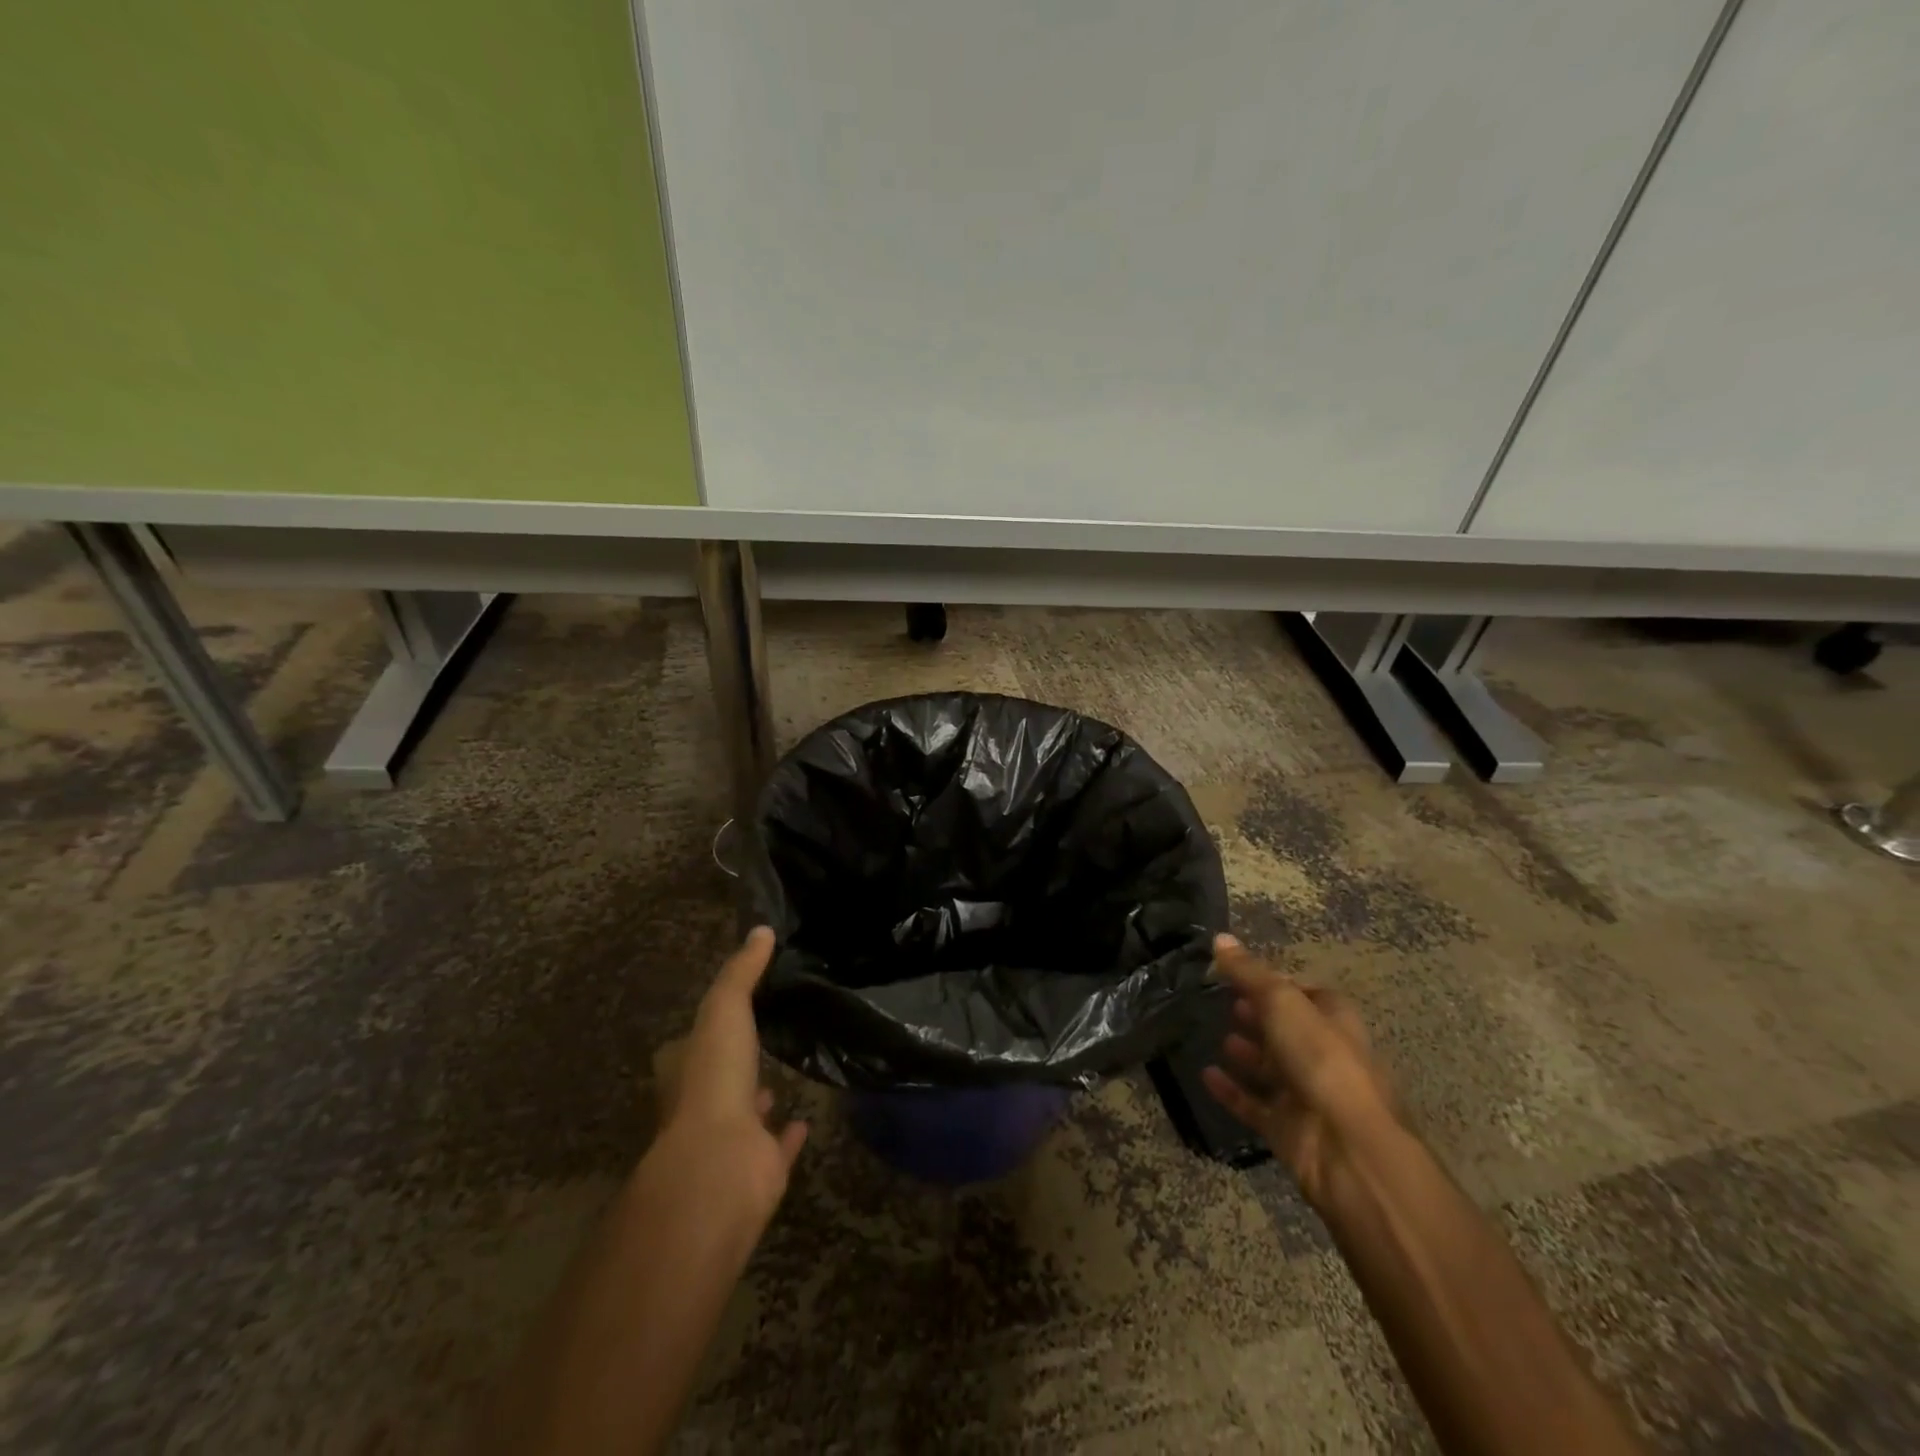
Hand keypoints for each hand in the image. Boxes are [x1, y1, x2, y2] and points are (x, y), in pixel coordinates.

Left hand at [653, 926, 808, 1221]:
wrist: (721, 1164)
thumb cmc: (714, 1079)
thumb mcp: (725, 1009)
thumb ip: (742, 972)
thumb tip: (762, 929)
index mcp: (683, 1070)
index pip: (688, 1044)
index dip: (707, 1026)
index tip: (732, 1007)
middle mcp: (698, 1105)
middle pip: (715, 1078)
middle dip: (733, 1062)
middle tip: (760, 1039)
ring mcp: (728, 1139)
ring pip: (744, 1113)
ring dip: (757, 1098)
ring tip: (780, 1076)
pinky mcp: (757, 1166)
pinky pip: (775, 1146)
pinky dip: (788, 1135)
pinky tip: (805, 1121)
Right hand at [1200, 934, 1397, 1205]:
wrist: (1346, 1145)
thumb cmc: (1320, 1059)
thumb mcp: (1281, 1001)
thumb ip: (1248, 972)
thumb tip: (1219, 937)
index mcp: (1333, 1019)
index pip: (1303, 992)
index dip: (1274, 982)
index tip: (1239, 974)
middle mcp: (1322, 1054)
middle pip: (1286, 1030)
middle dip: (1259, 1016)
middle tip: (1226, 1003)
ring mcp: (1305, 1093)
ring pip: (1270, 1067)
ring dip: (1247, 1053)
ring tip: (1219, 1037)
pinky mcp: (1286, 1126)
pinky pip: (1252, 1103)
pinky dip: (1231, 1090)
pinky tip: (1206, 1074)